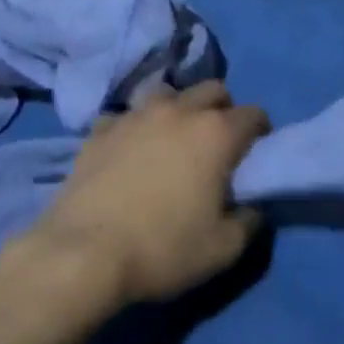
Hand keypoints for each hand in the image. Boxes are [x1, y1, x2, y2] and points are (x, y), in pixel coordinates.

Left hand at [27, 81, 269, 307]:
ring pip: (167, 94)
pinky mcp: (100, 129)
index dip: (260, 132)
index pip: (253, 114)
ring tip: (173, 140)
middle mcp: (178, 111)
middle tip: (218, 143)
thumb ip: (249, 221)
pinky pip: (126, 116)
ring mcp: (135, 115)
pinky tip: (129, 151)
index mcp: (215, 133)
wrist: (83, 253)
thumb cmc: (162, 249)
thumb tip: (251, 207)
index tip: (256, 152)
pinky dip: (134, 128)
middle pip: (212, 90)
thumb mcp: (222, 249)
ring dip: (178, 110)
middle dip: (222, 109)